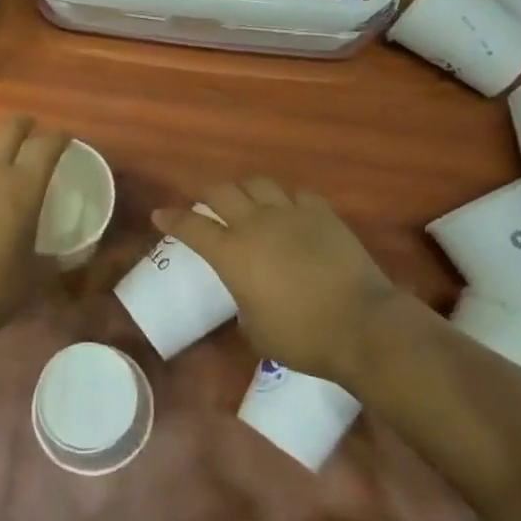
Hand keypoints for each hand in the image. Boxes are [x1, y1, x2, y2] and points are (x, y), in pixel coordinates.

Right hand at [153, 179, 400, 385]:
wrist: (360, 323)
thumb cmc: (302, 337)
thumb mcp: (256, 331)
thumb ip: (243, 301)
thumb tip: (248, 292)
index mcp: (232, 254)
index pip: (192, 227)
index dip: (172, 219)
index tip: (160, 214)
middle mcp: (256, 224)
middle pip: (222, 192)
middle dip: (207, 194)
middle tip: (205, 204)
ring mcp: (291, 213)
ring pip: (258, 183)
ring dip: (246, 190)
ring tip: (247, 201)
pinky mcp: (322, 213)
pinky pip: (297, 195)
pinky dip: (287, 200)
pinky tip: (291, 212)